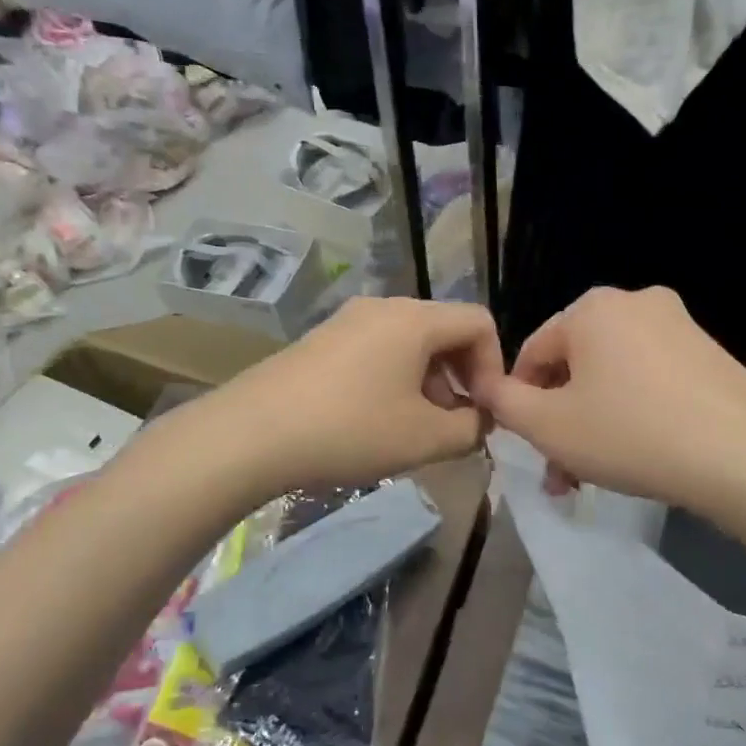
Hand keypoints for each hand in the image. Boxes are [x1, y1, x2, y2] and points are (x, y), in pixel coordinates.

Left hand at [214, 297, 503, 494]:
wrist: (252, 433)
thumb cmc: (351, 429)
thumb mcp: (425, 438)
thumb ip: (470, 429)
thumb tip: (478, 421)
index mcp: (415, 319)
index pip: (479, 323)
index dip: (494, 366)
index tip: (483, 411)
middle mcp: (383, 307)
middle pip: (444, 330)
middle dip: (461, 376)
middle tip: (453, 423)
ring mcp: (347, 321)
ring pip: (409, 343)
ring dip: (428, 382)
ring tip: (415, 428)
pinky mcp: (321, 341)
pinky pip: (376, 351)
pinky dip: (394, 380)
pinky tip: (376, 420)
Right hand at [470, 286, 745, 511]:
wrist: (742, 456)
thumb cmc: (629, 434)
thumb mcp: (548, 426)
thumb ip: (504, 403)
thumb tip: (486, 387)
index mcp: (591, 308)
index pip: (532, 353)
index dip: (518, 401)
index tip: (525, 445)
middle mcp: (636, 303)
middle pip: (575, 366)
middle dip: (559, 421)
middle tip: (558, 472)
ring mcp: (679, 326)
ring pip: (613, 378)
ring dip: (592, 425)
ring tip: (589, 477)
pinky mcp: (710, 355)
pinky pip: (651, 382)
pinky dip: (632, 415)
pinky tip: (635, 457)